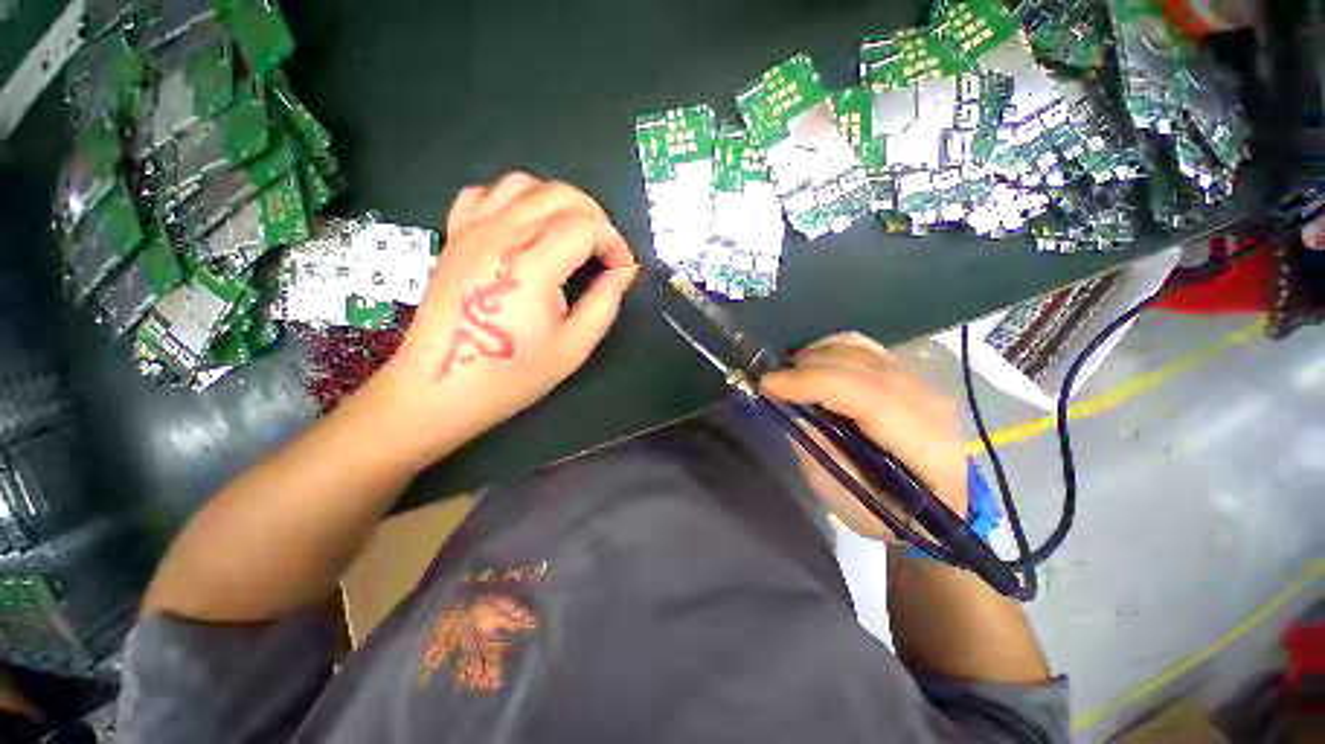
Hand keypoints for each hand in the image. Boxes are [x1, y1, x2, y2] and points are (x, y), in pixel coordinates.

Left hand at [364, 173, 638, 463]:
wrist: (441, 388)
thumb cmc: (512, 375)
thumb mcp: (574, 347)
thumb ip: (605, 302)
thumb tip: (624, 270)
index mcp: (531, 266)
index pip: (587, 225)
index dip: (615, 243)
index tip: (622, 270)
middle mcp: (500, 235)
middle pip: (560, 194)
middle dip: (596, 218)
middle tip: (604, 253)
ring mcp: (471, 230)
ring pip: (524, 183)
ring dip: (559, 202)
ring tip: (571, 236)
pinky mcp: (454, 236)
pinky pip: (485, 193)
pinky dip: (515, 199)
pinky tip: (525, 227)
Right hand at [761, 333, 967, 540]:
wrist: (939, 508)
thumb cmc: (890, 516)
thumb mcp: (847, 502)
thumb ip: (820, 452)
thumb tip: (791, 408)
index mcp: (926, 450)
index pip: (867, 398)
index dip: (814, 384)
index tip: (769, 385)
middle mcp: (930, 406)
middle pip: (861, 367)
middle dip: (807, 368)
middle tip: (771, 381)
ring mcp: (921, 384)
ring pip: (861, 350)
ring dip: (816, 356)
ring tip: (788, 374)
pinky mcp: (909, 375)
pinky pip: (864, 347)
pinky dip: (831, 348)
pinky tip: (812, 362)